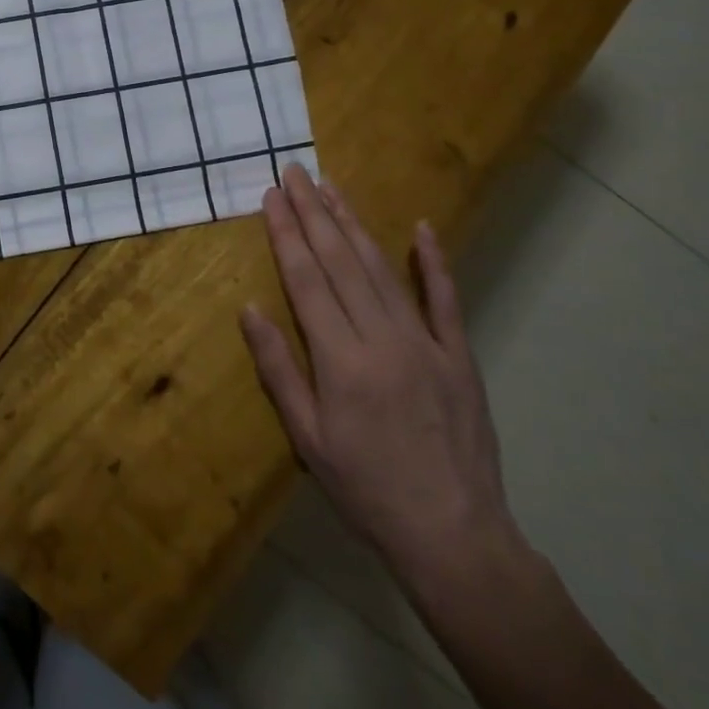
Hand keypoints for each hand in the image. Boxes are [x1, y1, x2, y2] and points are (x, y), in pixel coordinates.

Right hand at [240, 165, 518, 586]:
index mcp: (341, 361)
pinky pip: (445, 299)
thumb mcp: (307, 439)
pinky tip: (421, 228)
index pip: (307, 280)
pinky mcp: (459, 356)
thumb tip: (250, 309)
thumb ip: (278, 369)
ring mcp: (426, 344)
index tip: (272, 196)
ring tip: (331, 188)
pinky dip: (433, 261)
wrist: (453, 535)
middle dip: (314, 213)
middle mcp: (383, 339)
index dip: (286, 234)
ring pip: (382, 269)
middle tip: (295, 173)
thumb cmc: (365, 489)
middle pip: (341, 262)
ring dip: (354, 224)